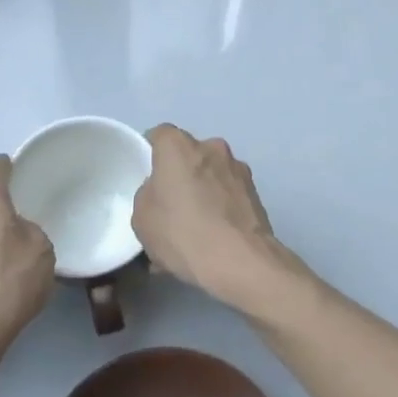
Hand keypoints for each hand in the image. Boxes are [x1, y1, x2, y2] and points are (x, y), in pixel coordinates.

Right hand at [132, 125, 303, 317]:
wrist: (239, 260)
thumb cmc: (182, 232)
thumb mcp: (142, 218)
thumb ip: (148, 195)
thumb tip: (161, 192)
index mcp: (179, 147)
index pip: (160, 135)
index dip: (152, 153)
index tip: (148, 175)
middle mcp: (212, 147)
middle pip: (189, 155)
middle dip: (180, 175)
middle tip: (170, 206)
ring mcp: (238, 169)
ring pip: (211, 175)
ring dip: (203, 192)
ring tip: (194, 230)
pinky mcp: (255, 192)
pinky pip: (228, 195)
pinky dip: (220, 209)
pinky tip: (213, 239)